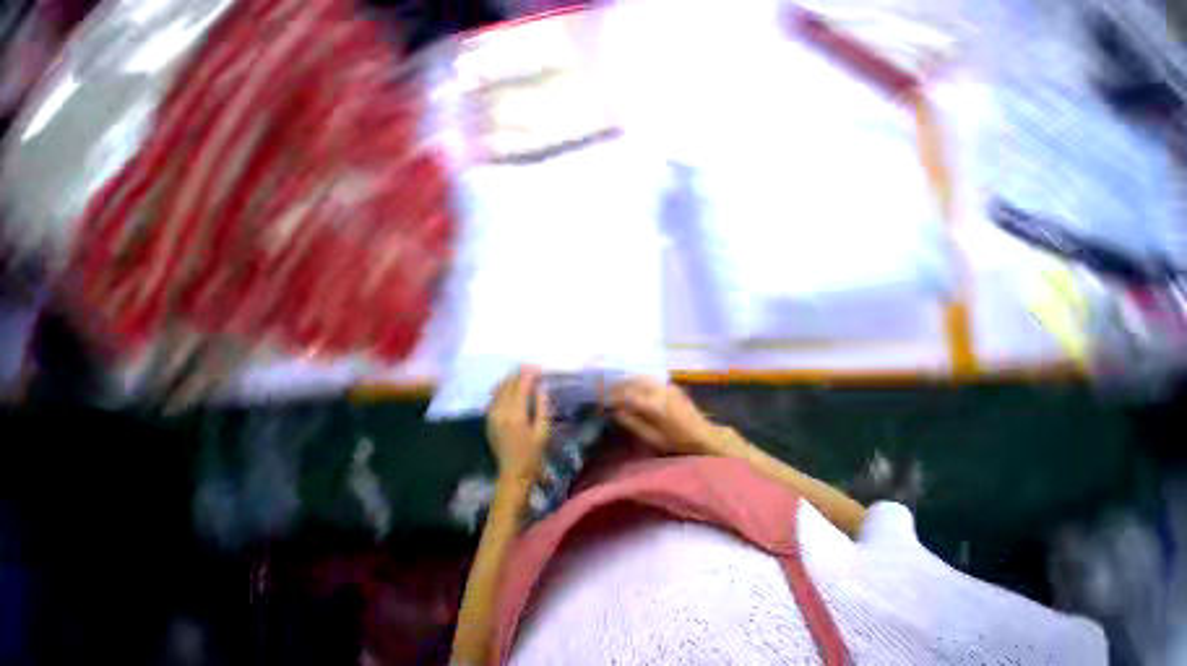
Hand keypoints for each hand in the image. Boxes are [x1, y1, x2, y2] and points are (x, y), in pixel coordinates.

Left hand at [487, 366, 550, 482]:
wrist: (513, 472)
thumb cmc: (533, 453)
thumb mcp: (543, 430)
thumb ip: (543, 406)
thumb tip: (542, 387)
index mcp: (516, 415)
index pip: (521, 387)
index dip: (529, 375)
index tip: (538, 367)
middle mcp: (501, 412)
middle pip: (509, 385)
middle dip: (520, 374)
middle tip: (531, 367)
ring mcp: (492, 416)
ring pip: (499, 390)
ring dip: (510, 379)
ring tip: (521, 373)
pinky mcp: (488, 420)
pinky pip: (493, 398)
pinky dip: (501, 389)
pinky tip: (508, 386)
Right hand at [610, 377, 723, 455]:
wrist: (704, 436)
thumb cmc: (677, 441)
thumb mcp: (652, 437)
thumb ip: (632, 423)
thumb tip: (616, 412)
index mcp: (653, 405)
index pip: (627, 395)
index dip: (613, 396)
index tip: (604, 399)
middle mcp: (659, 391)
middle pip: (633, 381)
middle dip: (619, 385)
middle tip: (608, 391)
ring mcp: (666, 386)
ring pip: (642, 377)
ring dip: (629, 381)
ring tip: (619, 387)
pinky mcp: (672, 385)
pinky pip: (651, 379)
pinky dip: (640, 381)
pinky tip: (635, 387)